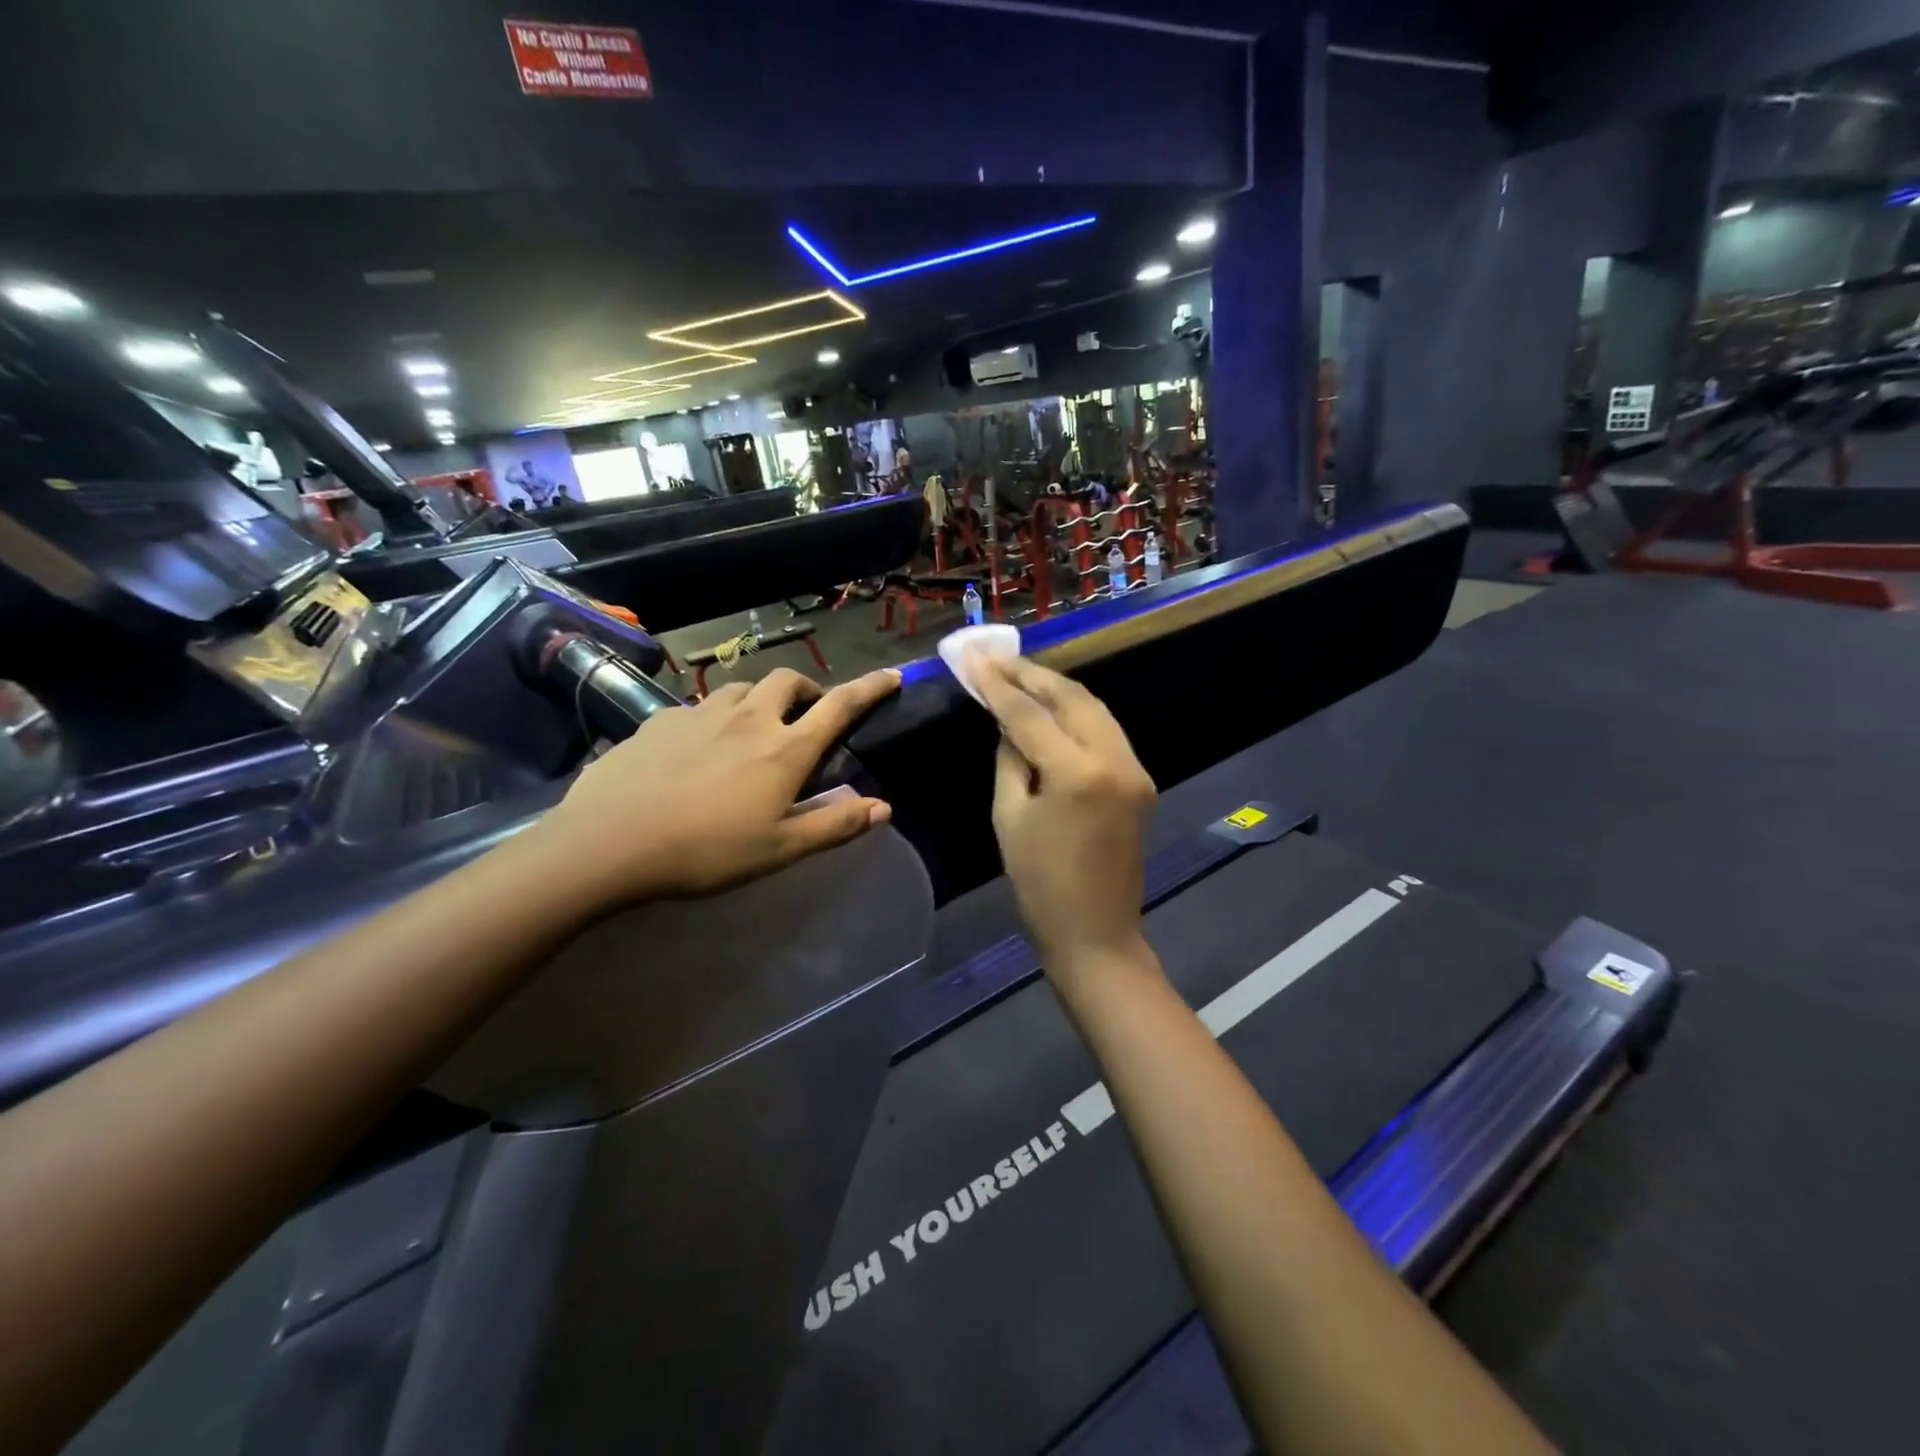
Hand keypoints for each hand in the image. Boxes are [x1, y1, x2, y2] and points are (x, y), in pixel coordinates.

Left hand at [533, 666, 900, 906]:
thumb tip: (884, 808)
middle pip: (789, 680)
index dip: (870, 688)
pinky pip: (700, 705)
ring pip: (744, 687)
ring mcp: (701, 713)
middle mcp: (749, 718)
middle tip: (806, 715)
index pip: (839, 706)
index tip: (891, 675)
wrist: (610, 842)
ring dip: (761, 698)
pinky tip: (700, 744)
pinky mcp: (661, 719)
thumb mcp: (780, 849)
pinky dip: (715, 715)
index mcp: (785, 749)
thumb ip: (834, 824)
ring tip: (755, 726)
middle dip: (807, 689)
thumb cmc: (706, 851)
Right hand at [972, 656, 1156, 977]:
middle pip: (1072, 697)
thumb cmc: (1040, 884)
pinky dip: (1076, 713)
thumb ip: (1011, 759)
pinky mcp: (1141, 780)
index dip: (997, 683)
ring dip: (1056, 688)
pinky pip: (1105, 731)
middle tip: (995, 658)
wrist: (1096, 933)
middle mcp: (1116, 760)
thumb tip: (1010, 723)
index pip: (1030, 713)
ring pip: (1094, 708)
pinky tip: (1051, 707)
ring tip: (1019, 674)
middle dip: (1031, 674)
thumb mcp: (1009, 817)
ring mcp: (1135, 768)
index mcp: (1078, 773)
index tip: (972, 657)